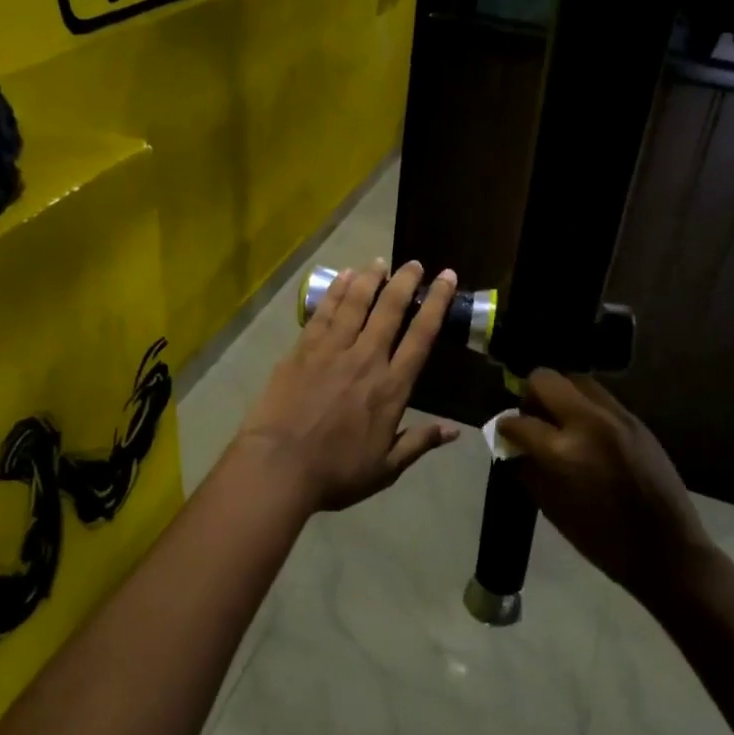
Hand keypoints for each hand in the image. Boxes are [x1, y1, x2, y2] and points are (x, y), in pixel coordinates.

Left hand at [236, 259, 460, 511]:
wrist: (278, 466)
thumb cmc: (335, 472)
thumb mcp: (385, 468)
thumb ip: (419, 443)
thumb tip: (455, 431)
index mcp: (392, 387)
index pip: (421, 336)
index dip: (437, 304)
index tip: (446, 278)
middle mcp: (366, 358)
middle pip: (390, 310)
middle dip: (405, 282)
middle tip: (415, 263)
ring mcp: (332, 350)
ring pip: (356, 303)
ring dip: (370, 279)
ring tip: (379, 262)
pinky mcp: (302, 349)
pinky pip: (324, 312)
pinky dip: (335, 290)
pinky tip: (343, 276)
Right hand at [497, 371, 709, 599]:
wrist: (667, 549)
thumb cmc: (602, 540)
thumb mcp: (553, 509)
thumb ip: (528, 471)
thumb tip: (513, 449)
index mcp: (563, 451)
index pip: (519, 421)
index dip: (505, 427)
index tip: (504, 434)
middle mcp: (588, 422)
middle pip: (545, 380)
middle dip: (530, 396)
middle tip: (532, 419)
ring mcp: (616, 416)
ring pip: (576, 380)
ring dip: (560, 395)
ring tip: (559, 421)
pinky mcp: (636, 420)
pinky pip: (600, 397)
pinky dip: (584, 406)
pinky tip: (585, 430)